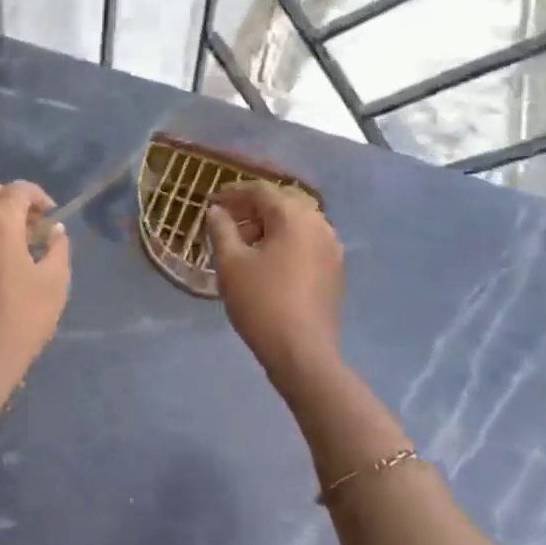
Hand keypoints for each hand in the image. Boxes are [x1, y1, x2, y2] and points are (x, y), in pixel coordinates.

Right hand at [204, 181, 343, 398]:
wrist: (302, 353)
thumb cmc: (261, 301)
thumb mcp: (230, 263)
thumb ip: (221, 229)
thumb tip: (216, 211)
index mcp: (294, 216)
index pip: (260, 191)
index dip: (232, 193)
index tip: (211, 203)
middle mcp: (318, 224)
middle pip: (281, 203)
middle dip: (251, 209)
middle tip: (224, 222)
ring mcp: (331, 247)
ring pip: (295, 223)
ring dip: (267, 226)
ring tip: (240, 245)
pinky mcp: (334, 269)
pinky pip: (305, 242)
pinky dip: (283, 242)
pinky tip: (264, 262)